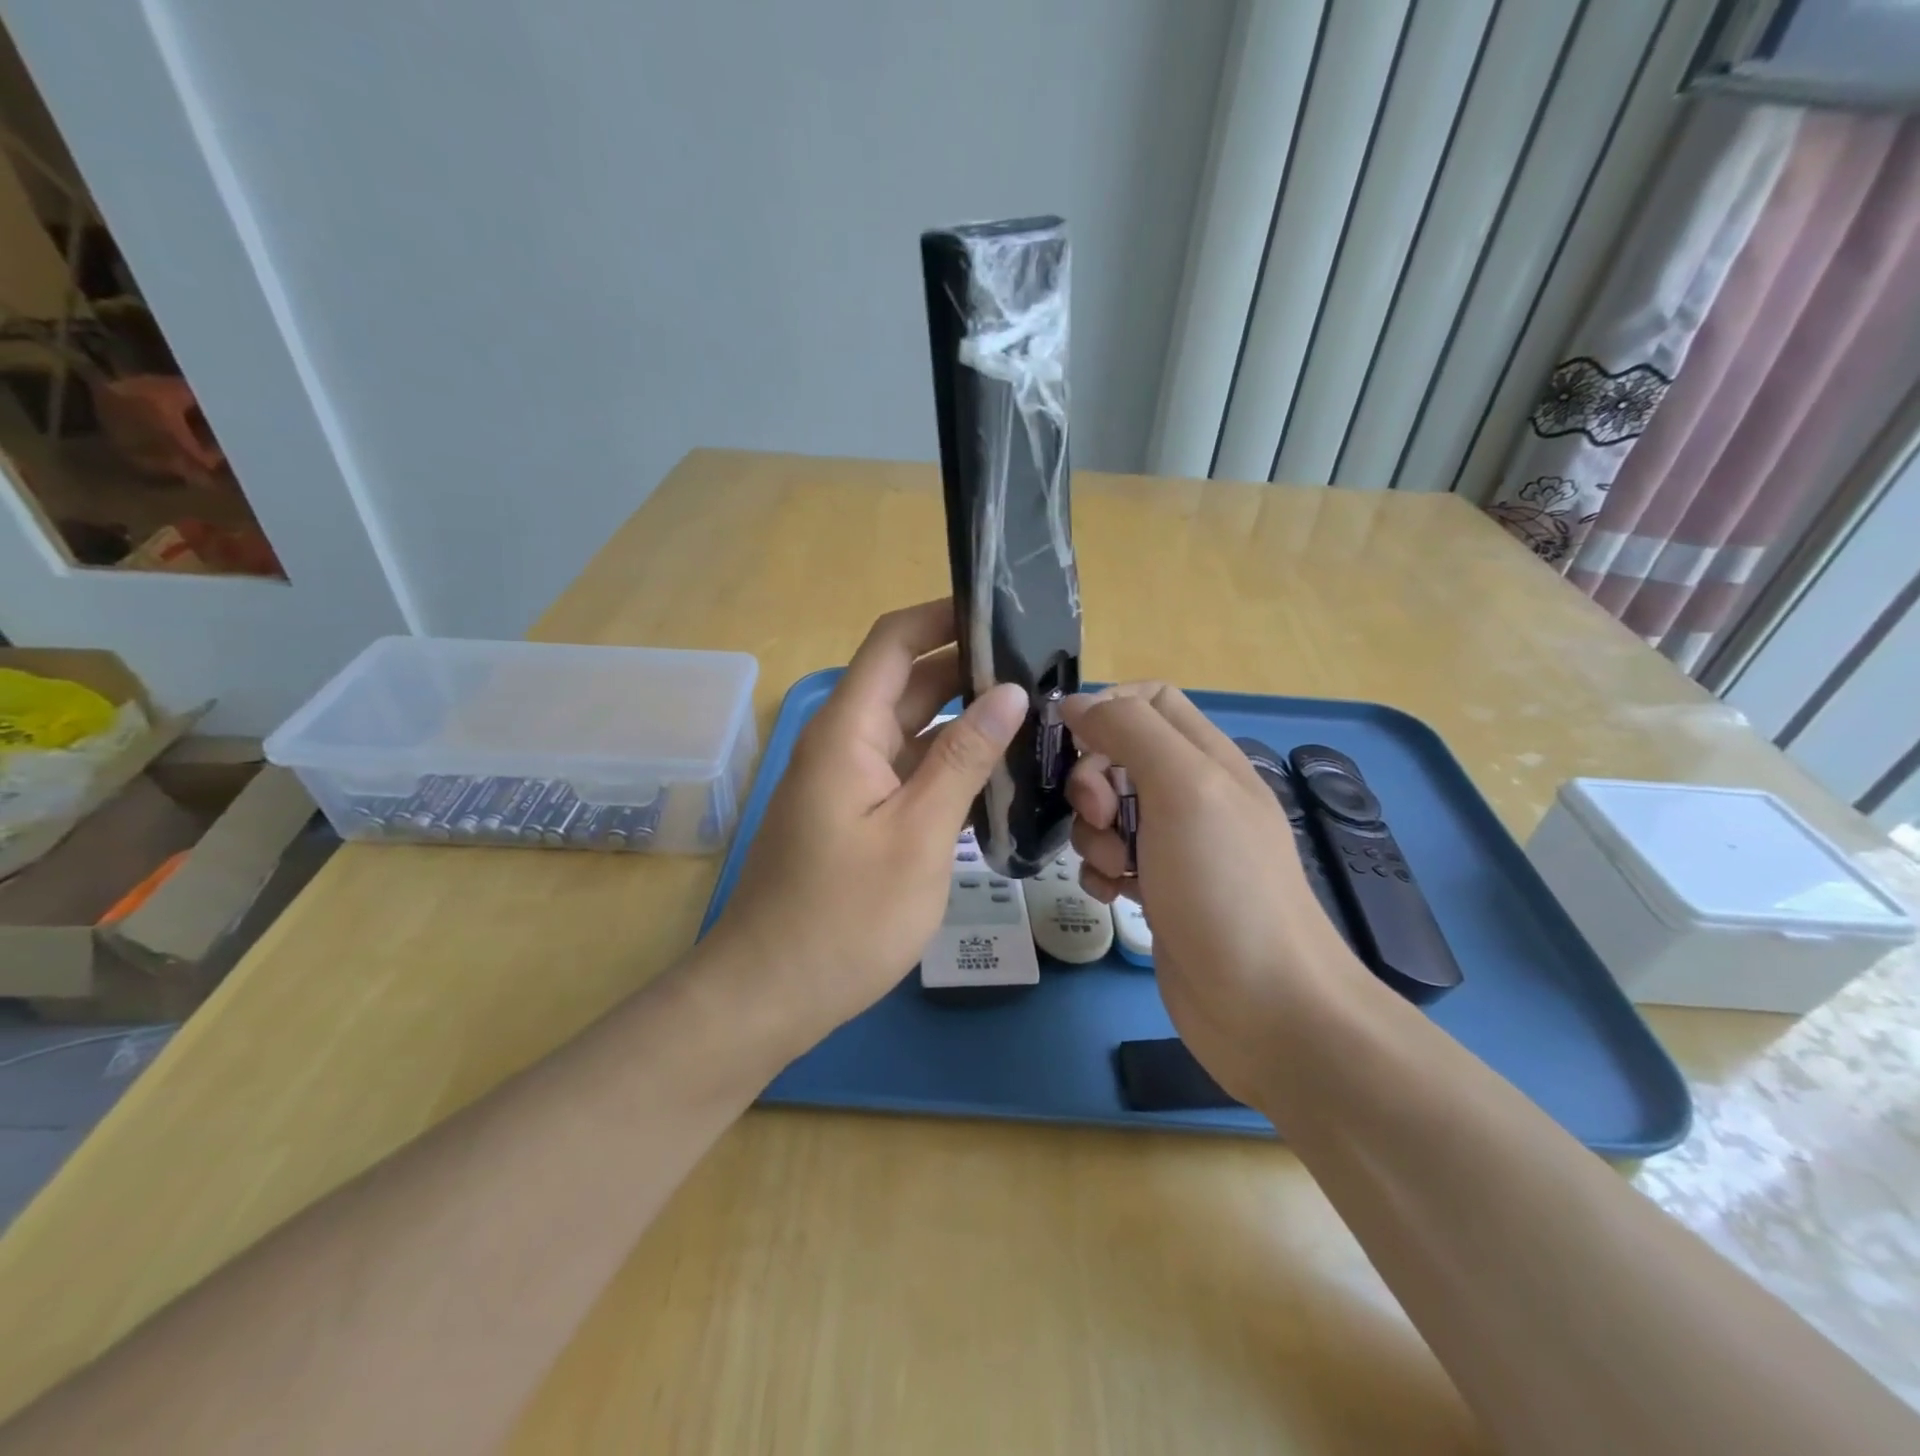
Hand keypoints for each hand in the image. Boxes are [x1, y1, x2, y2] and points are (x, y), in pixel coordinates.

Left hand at [710, 600, 1027, 1045]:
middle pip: (909, 683)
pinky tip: (999, 776)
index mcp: (848, 730)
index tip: (1003, 610)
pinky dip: (949, 766)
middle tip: (1042, 672)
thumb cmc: (845, 916)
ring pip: (913, 730)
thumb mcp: (918, 834)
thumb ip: (964, 759)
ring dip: (965, 721)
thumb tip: (1008, 691)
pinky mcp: (857, 816)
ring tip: (1035, 718)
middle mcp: (845, 743)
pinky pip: (907, 772)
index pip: (894, 641)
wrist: (770, 994)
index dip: (943, 615)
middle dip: (969, 669)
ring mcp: (849, 782)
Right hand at [1062, 684, 1375, 1106]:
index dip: (1106, 709)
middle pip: (1118, 756)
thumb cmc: (1224, 886)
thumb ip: (1131, 731)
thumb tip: (1077, 703)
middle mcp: (1192, 795)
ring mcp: (1176, 847)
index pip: (1149, 699)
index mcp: (1207, 758)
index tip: (1073, 743)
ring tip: (1115, 868)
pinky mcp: (1159, 890)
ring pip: (1107, 812)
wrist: (1264, 1006)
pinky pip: (1110, 861)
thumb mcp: (1183, 788)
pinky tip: (1113, 896)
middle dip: (1092, 781)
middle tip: (1099, 816)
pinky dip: (1101, 872)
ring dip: (1093, 833)